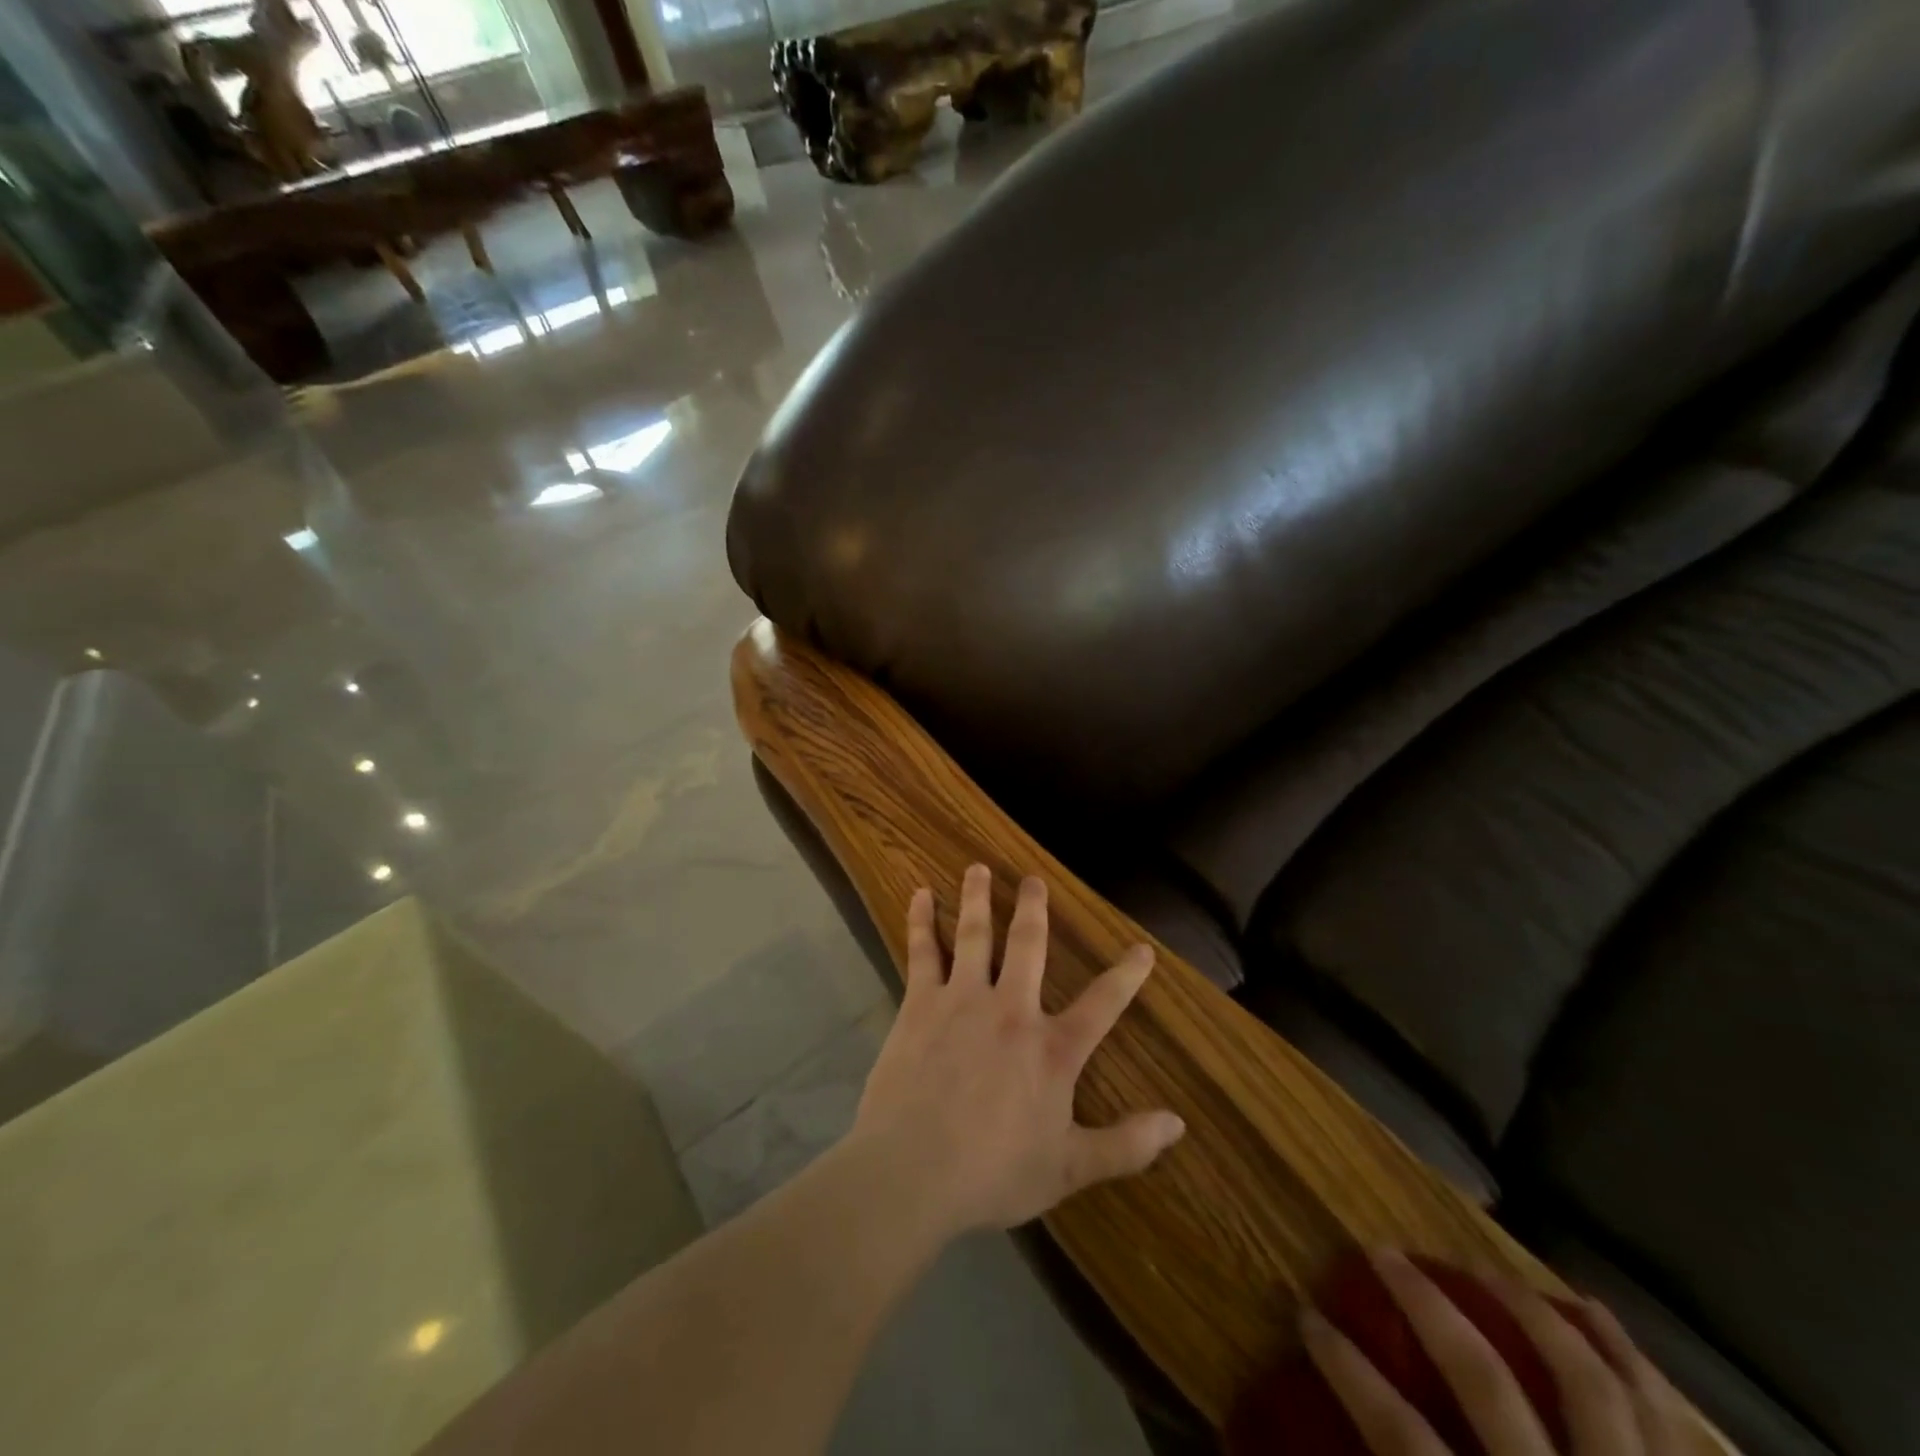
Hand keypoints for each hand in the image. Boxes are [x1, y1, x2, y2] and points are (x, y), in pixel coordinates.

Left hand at [849, 864, 1186, 1238]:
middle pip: (1028, 946)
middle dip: (1034, 909)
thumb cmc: (993, 1172)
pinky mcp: (920, 1003)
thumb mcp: (1069, 1169)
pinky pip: (923, 951)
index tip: (1142, 948)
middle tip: (1033, 878)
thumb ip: (1126, 1145)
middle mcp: (1011, 1010)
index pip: (1103, 1005)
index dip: (1127, 976)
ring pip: (974, 935)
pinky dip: (922, 921)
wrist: (913, 1169)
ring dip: (977, 898)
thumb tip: (1178, 1124)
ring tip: (977, 868)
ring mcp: (962, 1000)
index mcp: (1052, 1049)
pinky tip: (920, 895)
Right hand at [1302, 1251, 1692, 1455]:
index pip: (1402, 1438)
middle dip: (1426, 1306)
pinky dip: (1630, 1361)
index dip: (1346, 1369)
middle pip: (1485, 1381)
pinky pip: (1669, 1426)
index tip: (1306, 1315)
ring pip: (1586, 1385)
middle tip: (1383, 1252)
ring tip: (1484, 1268)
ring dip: (1527, 1313)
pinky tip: (1596, 1315)